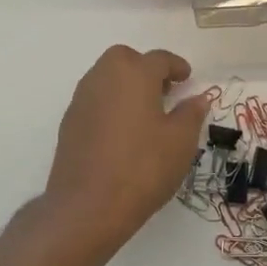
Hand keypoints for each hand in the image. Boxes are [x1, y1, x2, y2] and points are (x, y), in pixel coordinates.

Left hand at [43, 45, 209, 253]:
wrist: (87, 207)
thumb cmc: (142, 167)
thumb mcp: (180, 141)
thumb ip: (191, 114)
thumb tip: (197, 98)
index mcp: (134, 73)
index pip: (159, 59)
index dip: (176, 66)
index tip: (187, 77)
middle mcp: (104, 77)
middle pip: (125, 59)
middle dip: (145, 68)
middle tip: (163, 90)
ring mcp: (82, 99)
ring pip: (106, 77)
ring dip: (125, 85)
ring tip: (144, 111)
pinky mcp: (69, 122)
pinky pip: (94, 100)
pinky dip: (110, 104)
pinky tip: (122, 131)